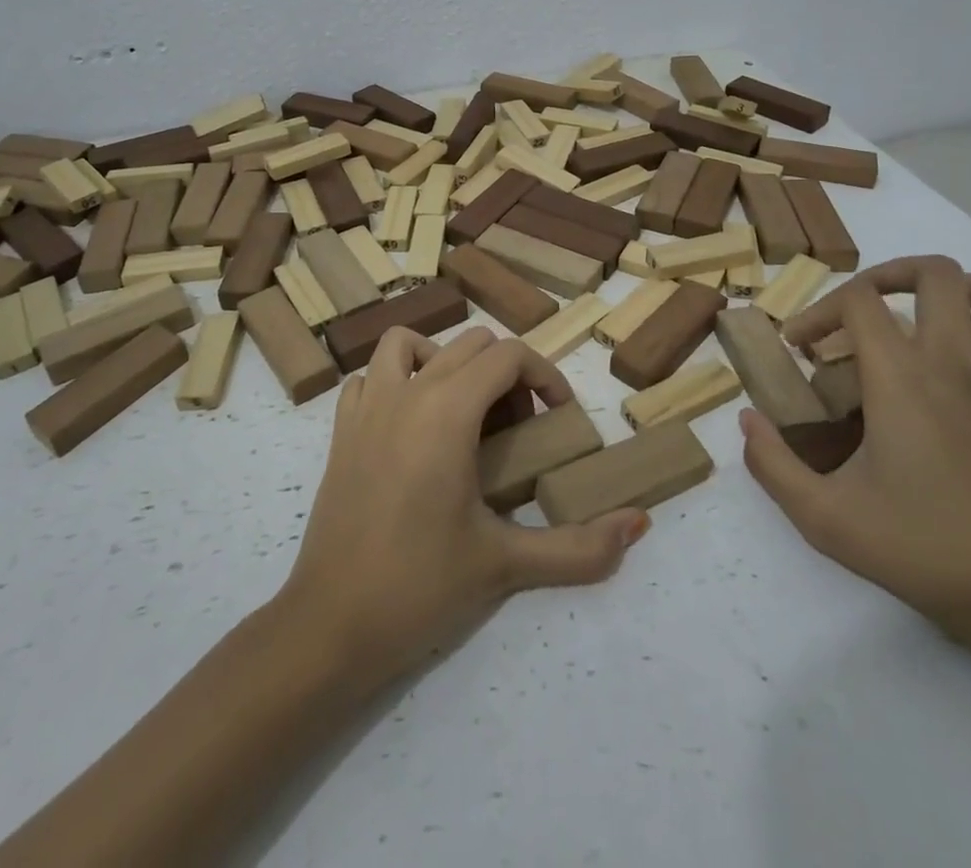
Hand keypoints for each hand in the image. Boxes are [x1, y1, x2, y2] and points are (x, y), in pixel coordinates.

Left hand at [279, 327, 648, 685]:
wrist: (331, 626)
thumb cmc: (421, 587)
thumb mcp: (506, 565)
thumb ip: (580, 548)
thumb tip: (639, 523)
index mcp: (447, 409)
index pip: (508, 355)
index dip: (544, 375)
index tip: (560, 416)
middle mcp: (406, 392)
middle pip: (469, 344)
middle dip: (505, 373)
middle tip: (520, 429)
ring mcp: (366, 406)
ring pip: (408, 344)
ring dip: (444, 360)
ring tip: (463, 411)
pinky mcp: (340, 430)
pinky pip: (369, 377)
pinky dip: (394, 380)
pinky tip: (409, 426)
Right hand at [739, 255, 970, 635]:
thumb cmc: (927, 553)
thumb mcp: (825, 519)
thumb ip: (772, 464)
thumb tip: (747, 420)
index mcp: (901, 379)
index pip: (857, 298)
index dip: (819, 310)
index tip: (802, 348)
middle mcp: (958, 364)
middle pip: (935, 272)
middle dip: (892, 275)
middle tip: (866, 313)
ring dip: (966, 295)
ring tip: (934, 319)